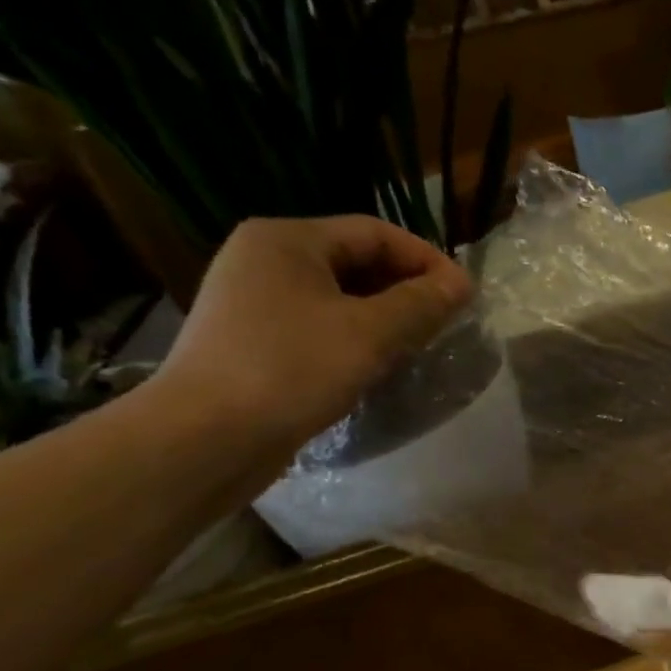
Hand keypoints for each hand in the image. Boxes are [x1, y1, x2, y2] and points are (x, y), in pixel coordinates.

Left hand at [152, 215, 472, 464]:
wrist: (206, 438)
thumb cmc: (291, 369)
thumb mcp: (370, 333)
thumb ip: (421, 303)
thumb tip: (461, 283)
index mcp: (288, 240)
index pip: (375, 233)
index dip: (426, 259)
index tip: (465, 295)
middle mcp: (264, 260)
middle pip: (355, 261)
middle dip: (406, 289)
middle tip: (446, 321)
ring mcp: (252, 302)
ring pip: (338, 297)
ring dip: (384, 316)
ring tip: (420, 345)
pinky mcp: (252, 342)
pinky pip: (318, 326)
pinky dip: (355, 338)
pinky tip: (378, 365)